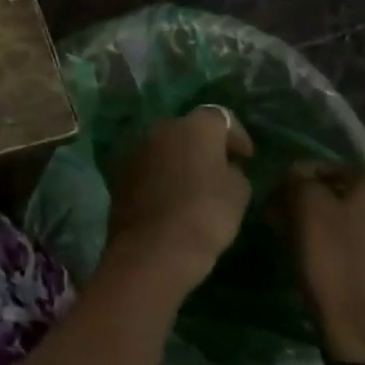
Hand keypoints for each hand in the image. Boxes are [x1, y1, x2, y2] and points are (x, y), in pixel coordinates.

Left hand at [103, 107, 253, 301]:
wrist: (153, 247)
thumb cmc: (205, 215)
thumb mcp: (238, 193)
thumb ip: (234, 171)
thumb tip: (225, 166)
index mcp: (195, 126)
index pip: (220, 117)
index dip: (236, 136)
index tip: (246, 157)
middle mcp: (161, 127)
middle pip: (188, 129)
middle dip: (203, 145)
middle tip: (218, 170)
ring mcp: (136, 147)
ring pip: (164, 146)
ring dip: (177, 159)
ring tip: (192, 185)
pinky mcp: (118, 170)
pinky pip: (147, 165)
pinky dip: (158, 174)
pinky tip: (168, 196)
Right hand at [267, 163, 364, 364]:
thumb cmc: (331, 260)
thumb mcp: (302, 207)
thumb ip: (298, 179)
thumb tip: (298, 175)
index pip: (333, 168)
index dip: (302, 178)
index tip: (280, 197)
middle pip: (351, 199)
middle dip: (321, 207)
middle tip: (292, 224)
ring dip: (341, 233)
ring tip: (313, 252)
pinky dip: (356, 259)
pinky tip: (337, 274)